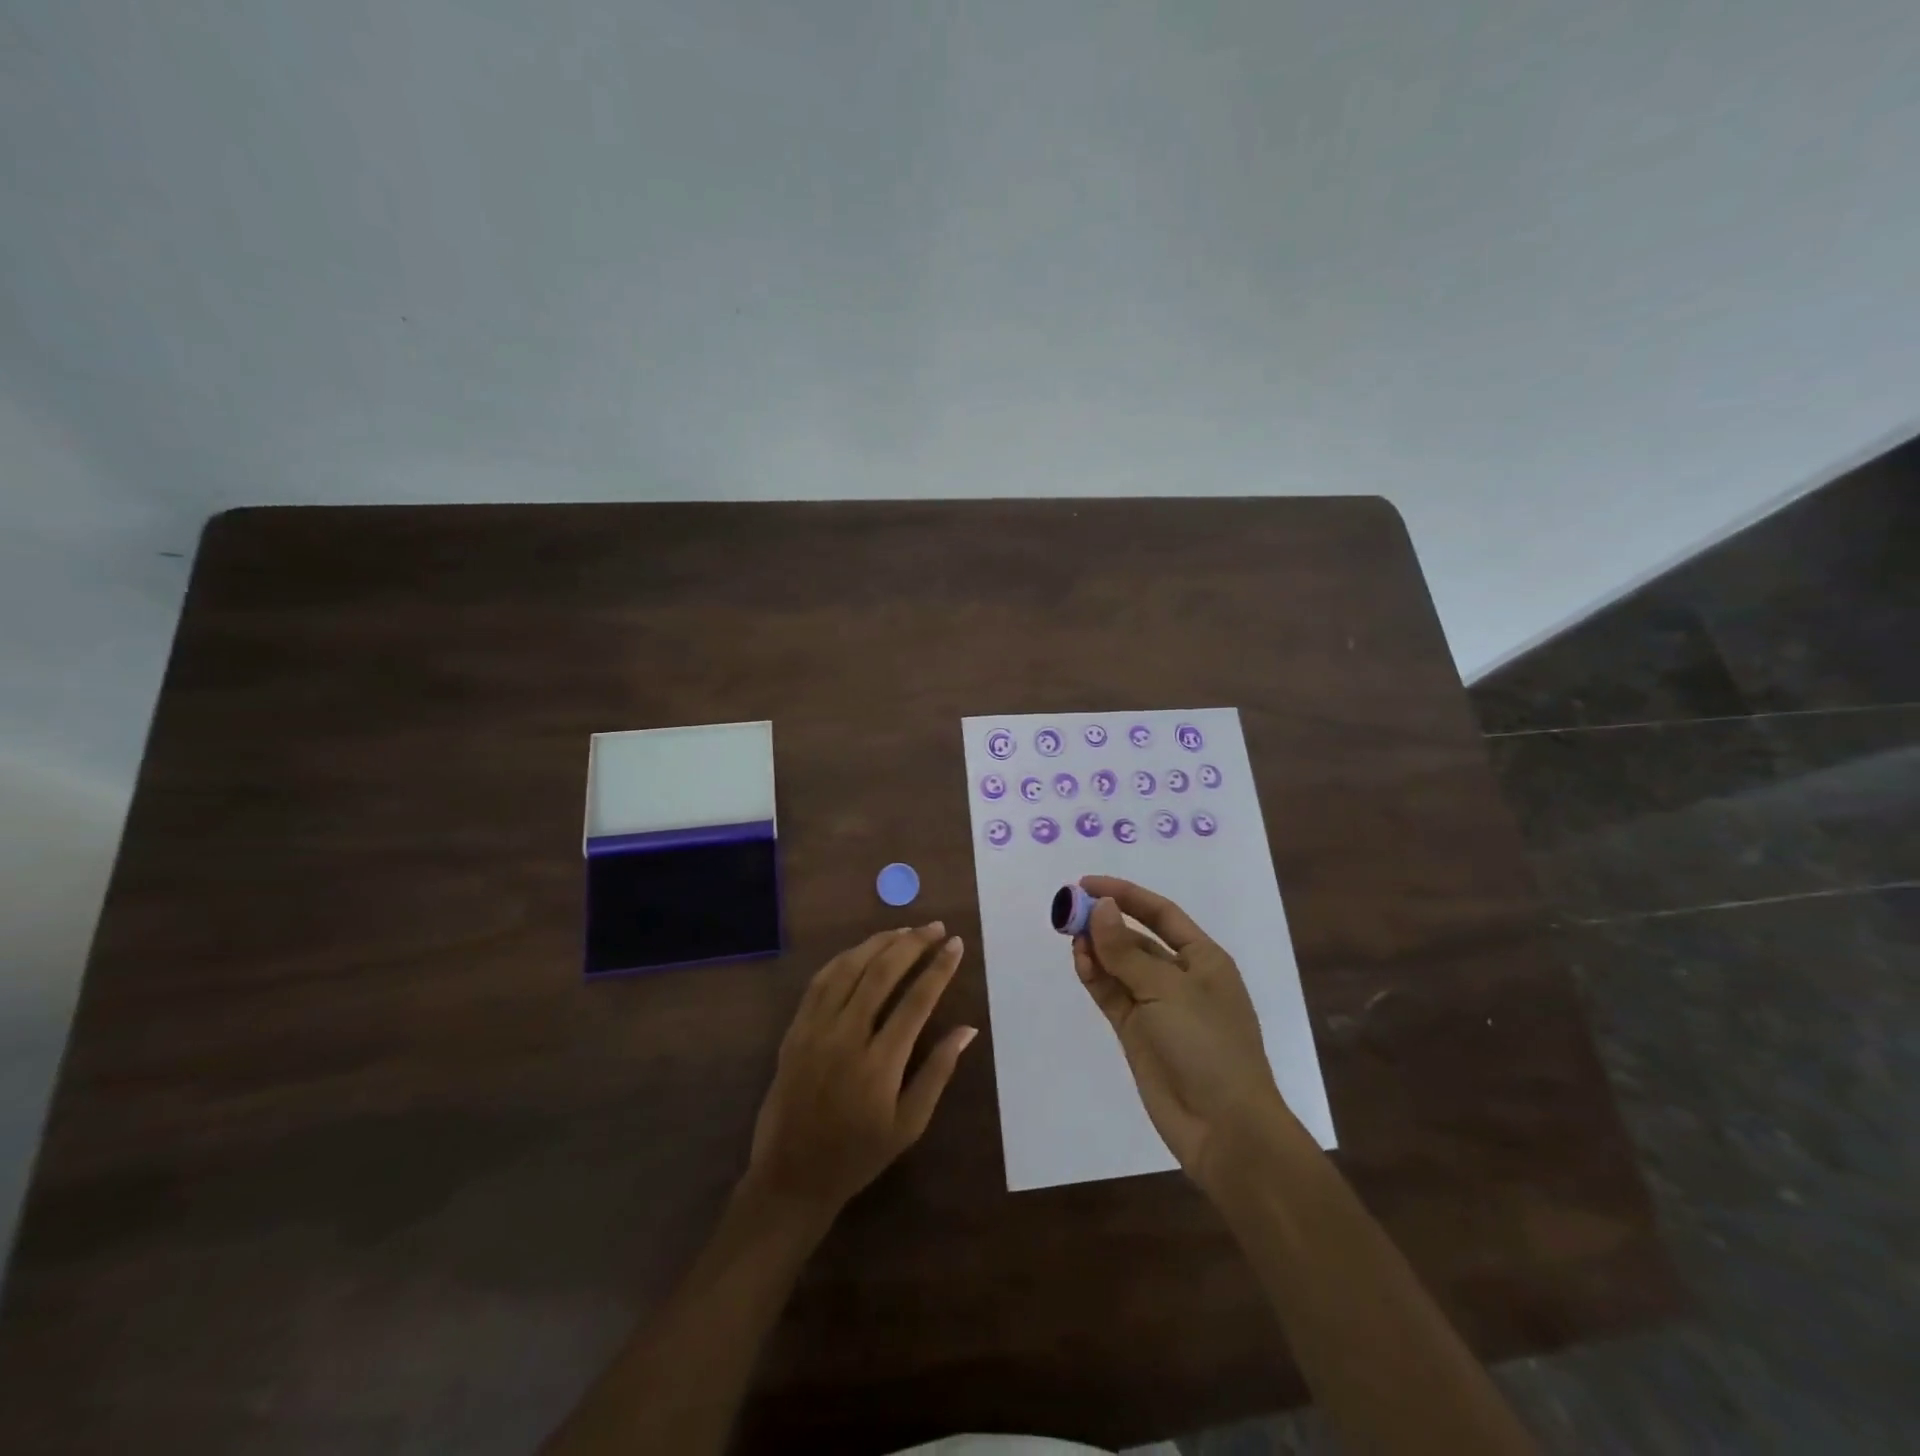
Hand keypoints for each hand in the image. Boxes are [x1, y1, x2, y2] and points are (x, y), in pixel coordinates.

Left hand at [744, 923, 975, 1216]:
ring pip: (848, 968)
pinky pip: (820, 981)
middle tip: (935, 928)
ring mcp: (815, 1030)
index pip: (916, 1001)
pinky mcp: (795, 1030)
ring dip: (879, 943)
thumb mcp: (909, 1124)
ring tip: (905, 930)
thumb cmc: (858, 1156)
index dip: (939, 969)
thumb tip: (968, 1029)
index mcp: (879, 1064)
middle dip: (912, 944)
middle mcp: (846, 1038)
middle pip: (881, 973)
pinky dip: (844, 958)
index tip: (955, 945)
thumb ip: (938, 1071)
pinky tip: (862, 950)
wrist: (791, 1177)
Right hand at [1070, 876, 1291, 1191]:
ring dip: (1096, 949)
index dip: (1125, 894)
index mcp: (1202, 959)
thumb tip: (1100, 908)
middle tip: (1068, 911)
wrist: (1223, 1128)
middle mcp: (1180, 977)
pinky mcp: (1137, 1033)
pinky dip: (1095, 977)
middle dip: (1105, 922)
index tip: (1086, 884)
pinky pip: (1111, 994)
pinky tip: (1079, 962)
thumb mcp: (1167, 989)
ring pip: (1119, 966)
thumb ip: (1126, 950)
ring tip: (1070, 937)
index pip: (1160, 913)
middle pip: (1136, 938)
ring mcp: (1157, 1007)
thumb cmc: (1207, 1046)